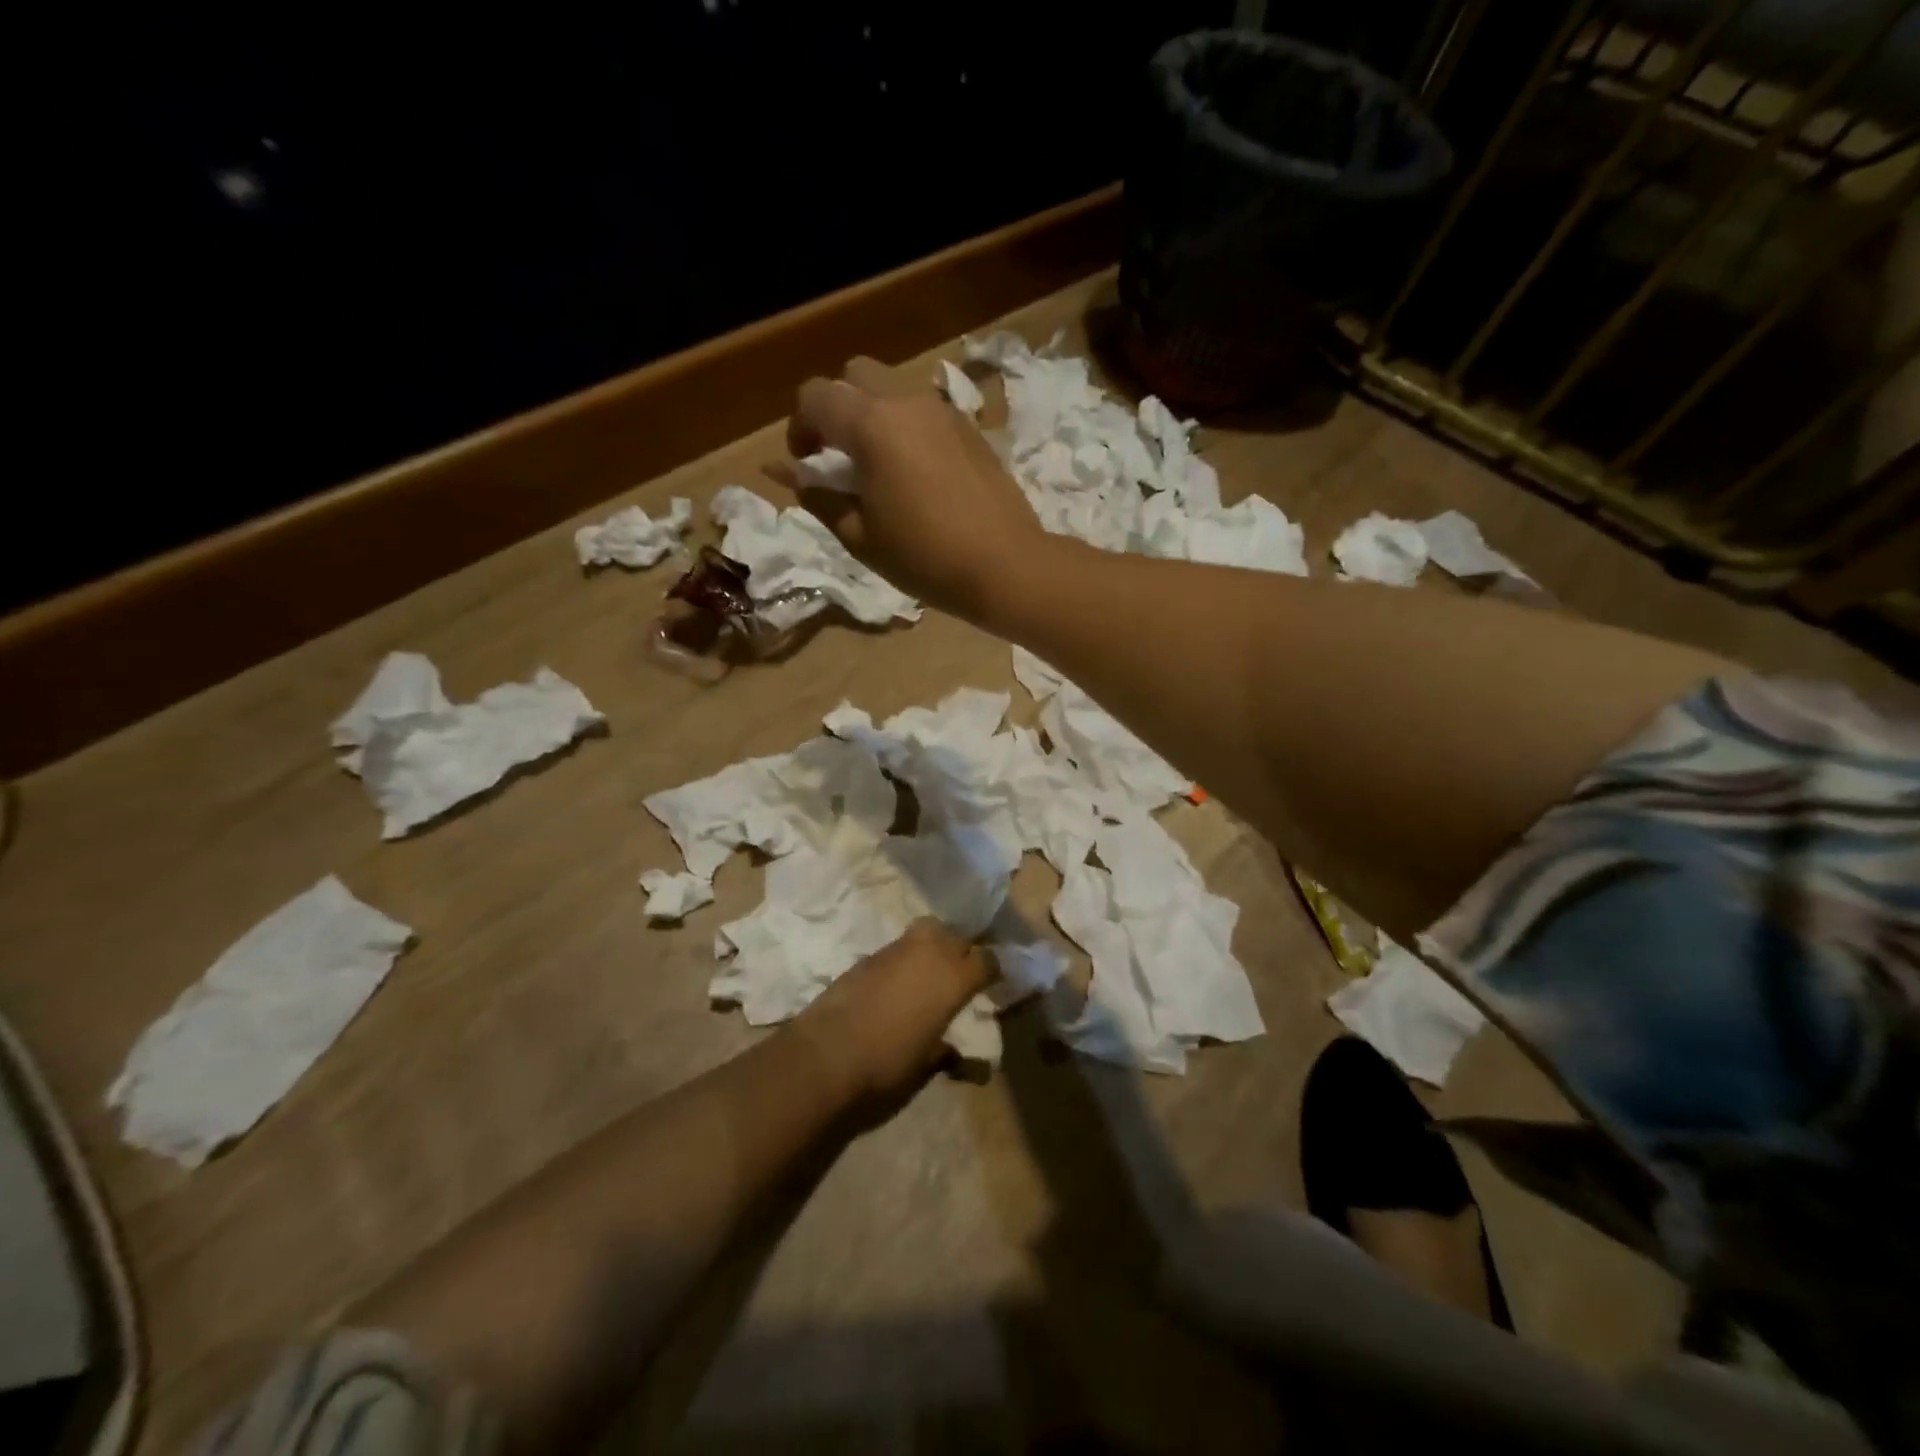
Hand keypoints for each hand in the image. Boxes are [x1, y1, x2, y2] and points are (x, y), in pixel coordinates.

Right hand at [785, 356, 1049, 623]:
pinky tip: (918, 473)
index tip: (806, 464)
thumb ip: (819, 497)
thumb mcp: (860, 536)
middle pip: (855, 375)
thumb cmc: (924, 557)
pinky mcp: (971, 427)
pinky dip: (908, 427)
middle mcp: (906, 401)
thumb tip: (790, 475)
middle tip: (839, 456)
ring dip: (874, 415)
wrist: (1005, 565)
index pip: (815, 396)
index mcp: (871, 424)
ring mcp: (944, 411)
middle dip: (837, 408)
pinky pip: (925, 411)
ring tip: (880, 466)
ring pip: (893, 389)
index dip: (800, 427)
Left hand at [793, 920, 993, 1104]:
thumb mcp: (926, 1065)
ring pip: (925, 934)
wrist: (825, 1055)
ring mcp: (895, 950)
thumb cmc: (887, 1064)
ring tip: (927, 977)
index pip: (988, 960)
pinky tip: (896, 986)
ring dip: (932, 950)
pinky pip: (897, 950)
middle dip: (961, 951)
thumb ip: (945, 1051)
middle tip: (959, 977)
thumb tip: (954, 1052)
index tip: (993, 984)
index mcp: (954, 977)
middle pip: (956, 936)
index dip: (993, 971)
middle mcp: (929, 952)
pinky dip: (903, 961)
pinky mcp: (867, 956)